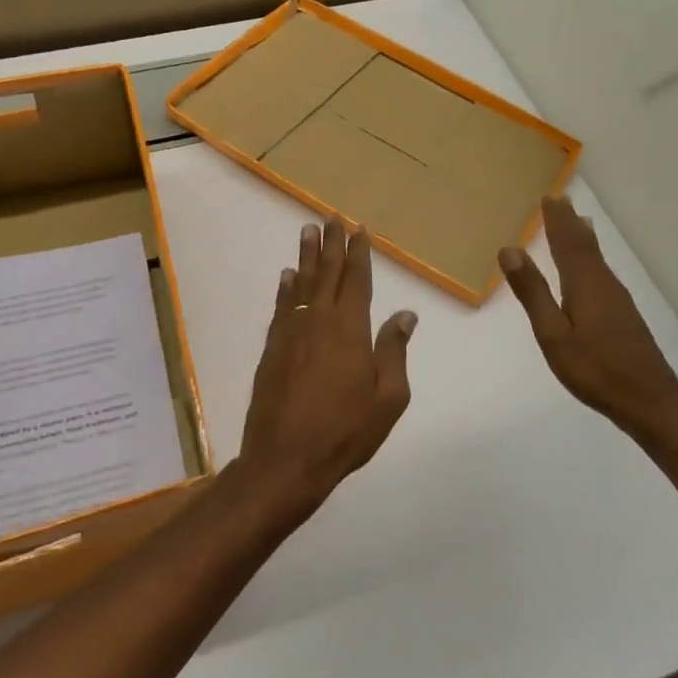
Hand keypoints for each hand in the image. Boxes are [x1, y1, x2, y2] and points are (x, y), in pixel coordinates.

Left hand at [238, 217, 417, 505]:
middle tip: (331, 217)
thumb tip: (405, 314)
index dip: (358, 254)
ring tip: (308, 231)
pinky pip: (281, 306)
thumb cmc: (345, 431)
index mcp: (350, 330)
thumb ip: (394, 351)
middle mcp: (318, 321)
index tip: (359, 229)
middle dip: (331, 244)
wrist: (285, 459)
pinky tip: (287, 276)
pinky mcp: (272, 349)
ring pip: (300, 284)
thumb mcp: (388, 398)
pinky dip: (285, 288)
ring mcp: (291, 333)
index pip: (356, 281)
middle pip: (326, 273)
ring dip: (306, 257)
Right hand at [500, 196, 677, 440]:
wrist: (648, 400)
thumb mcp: (553, 334)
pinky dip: (590, 257)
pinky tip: (590, 267)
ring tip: (574, 221)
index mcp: (584, 283)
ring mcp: (617, 298)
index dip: (556, 219)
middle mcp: (604, 283)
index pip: (567, 242)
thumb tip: (509, 249)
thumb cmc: (594, 369)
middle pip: (585, 244)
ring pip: (596, 258)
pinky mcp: (623, 314)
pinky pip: (601, 272)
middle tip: (559, 200)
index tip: (547, 197)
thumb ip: (532, 292)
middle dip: (569, 223)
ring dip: (582, 237)